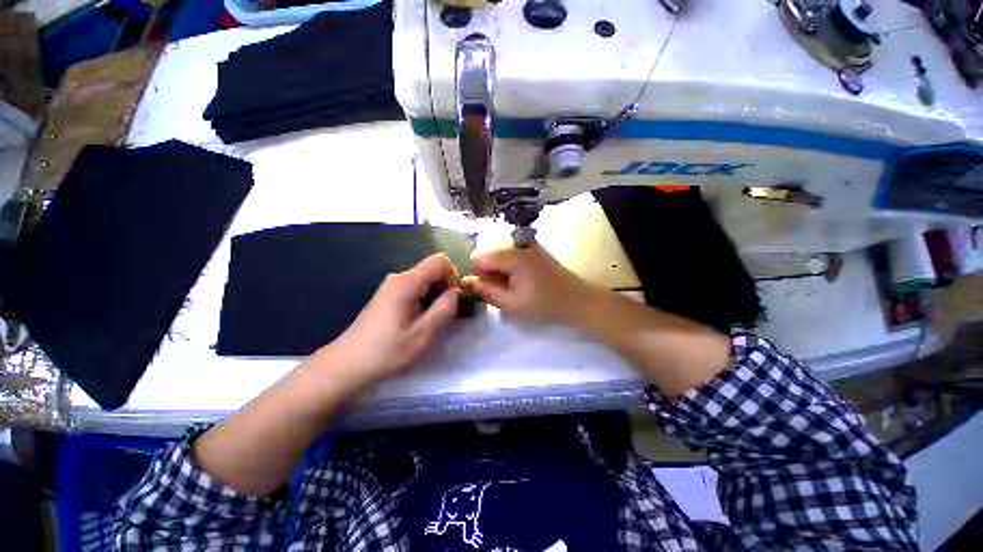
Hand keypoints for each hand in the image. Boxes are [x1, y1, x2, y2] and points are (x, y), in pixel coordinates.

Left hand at [307, 254, 460, 394]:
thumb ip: (444, 309)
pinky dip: (426, 299)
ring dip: (437, 295)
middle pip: (432, 269)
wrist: (347, 364)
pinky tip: (422, 320)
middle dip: (446, 286)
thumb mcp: (422, 333)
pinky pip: (416, 288)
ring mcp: (392, 286)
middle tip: (449, 312)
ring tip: (436, 319)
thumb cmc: (386, 351)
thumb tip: (457, 292)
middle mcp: (399, 277)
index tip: (456, 298)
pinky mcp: (389, 295)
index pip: (439, 261)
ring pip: (425, 279)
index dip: (454, 275)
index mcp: (407, 282)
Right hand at [466, 243, 595, 323]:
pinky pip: (512, 255)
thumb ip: (486, 291)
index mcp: (512, 255)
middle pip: (490, 254)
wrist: (577, 300)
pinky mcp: (535, 249)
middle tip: (505, 292)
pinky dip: (512, 268)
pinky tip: (523, 281)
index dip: (480, 276)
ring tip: (516, 288)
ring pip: (501, 255)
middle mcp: (518, 244)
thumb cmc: (544, 304)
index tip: (492, 290)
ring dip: (502, 272)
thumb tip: (466, 281)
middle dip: (491, 274)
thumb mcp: (511, 304)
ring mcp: (529, 244)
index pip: (479, 258)